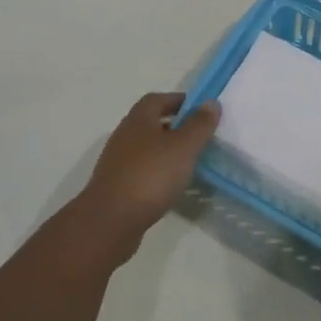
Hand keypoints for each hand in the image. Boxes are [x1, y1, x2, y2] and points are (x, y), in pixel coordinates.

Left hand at [73, 92, 219, 257]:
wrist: (110, 221)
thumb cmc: (150, 176)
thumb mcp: (183, 147)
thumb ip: (199, 124)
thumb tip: (210, 102)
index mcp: (139, 119)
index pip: (158, 99)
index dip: (179, 101)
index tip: (201, 111)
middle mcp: (125, 135)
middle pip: (152, 123)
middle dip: (176, 126)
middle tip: (200, 137)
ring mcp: (118, 162)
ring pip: (147, 148)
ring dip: (167, 151)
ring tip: (190, 162)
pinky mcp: (117, 186)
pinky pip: (142, 171)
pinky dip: (158, 172)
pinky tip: (171, 186)